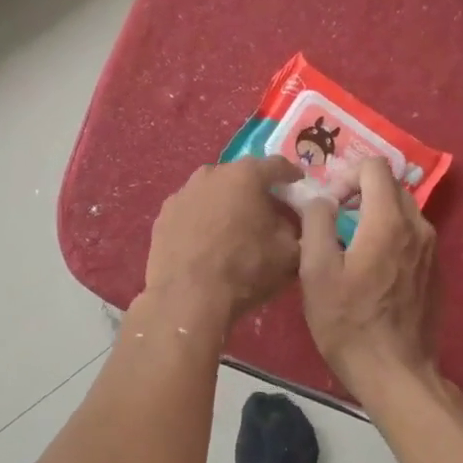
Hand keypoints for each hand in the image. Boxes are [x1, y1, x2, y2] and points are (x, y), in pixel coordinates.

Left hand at [143, 157, 303, 328]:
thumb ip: (298, 229)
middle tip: (267, 211)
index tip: (298, 184)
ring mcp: (182, 193)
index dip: (291, 175)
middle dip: (256, 190)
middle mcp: (211, 174)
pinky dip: (202, 220)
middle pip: (241, 176)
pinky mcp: (163, 215)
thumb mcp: (289, 253)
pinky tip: (206, 241)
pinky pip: (191, 211)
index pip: (277, 166)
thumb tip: (290, 223)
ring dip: (226, 204)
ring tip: (234, 227)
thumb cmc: (245, 269)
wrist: (188, 297)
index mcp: (245, 176)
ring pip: (213, 192)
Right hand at [299, 157, 440, 398]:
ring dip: (374, 214)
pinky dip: (389, 235)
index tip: (329, 204)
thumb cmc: (349, 323)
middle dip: (360, 192)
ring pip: (403, 210)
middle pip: (390, 186)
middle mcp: (418, 228)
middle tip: (334, 219)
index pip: (375, 167)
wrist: (396, 374)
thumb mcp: (316, 272)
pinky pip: (411, 235)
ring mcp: (432, 250)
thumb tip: (321, 199)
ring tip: (348, 243)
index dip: (346, 175)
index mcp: (389, 222)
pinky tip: (370, 268)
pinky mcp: (435, 271)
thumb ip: (315, 223)